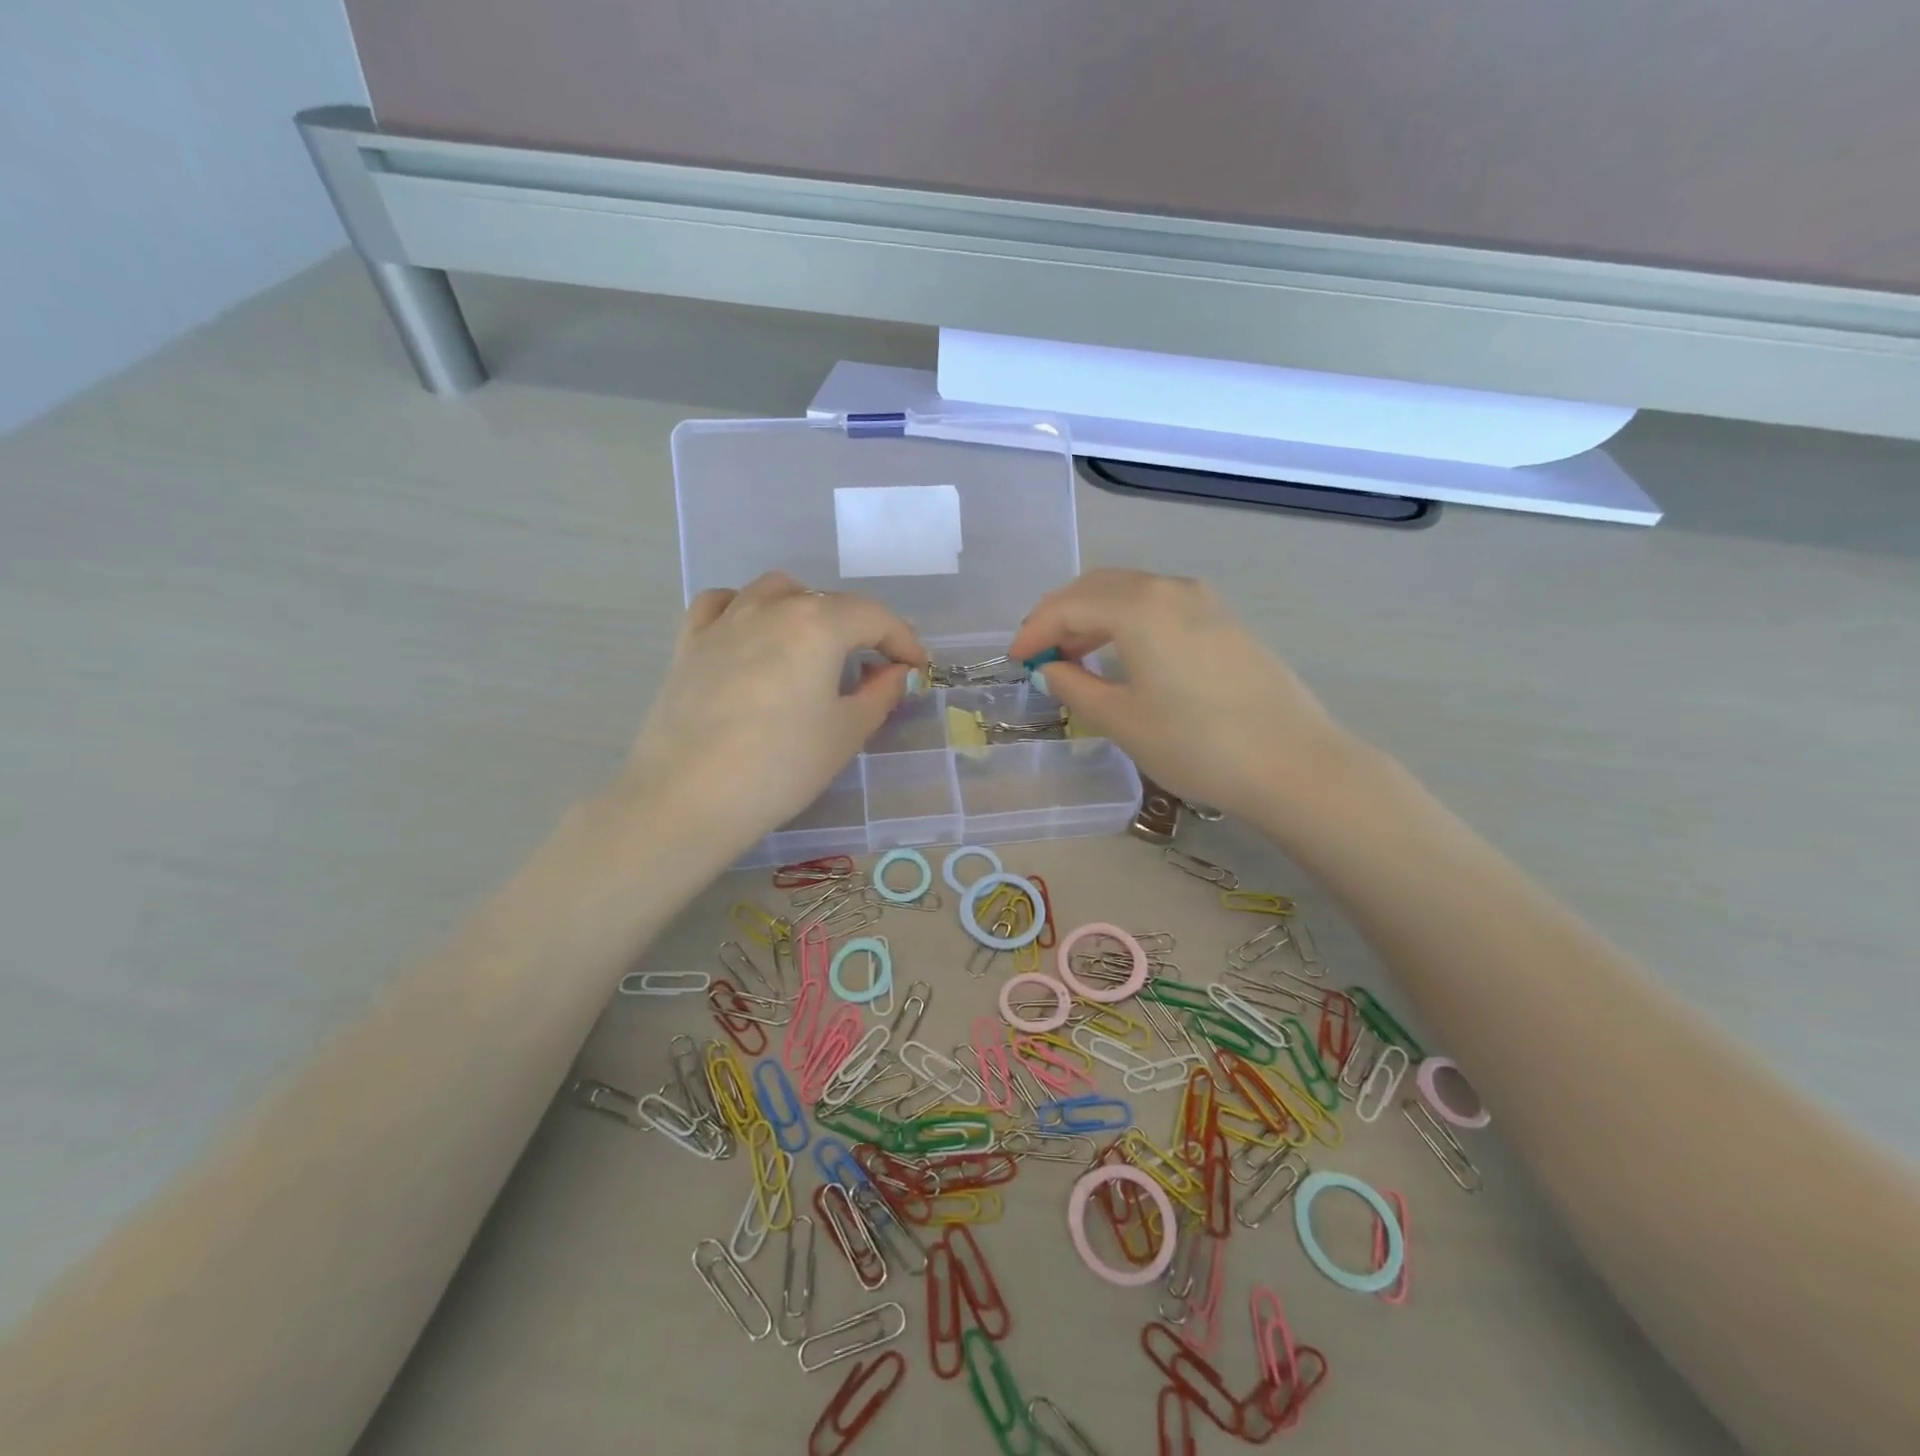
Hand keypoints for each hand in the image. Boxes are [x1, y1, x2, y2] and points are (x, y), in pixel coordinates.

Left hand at [619, 573, 923, 861]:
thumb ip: (880, 694)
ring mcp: (725, 620)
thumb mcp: (846, 733)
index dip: (904, 640)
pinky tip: (752, 632)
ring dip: (806, 608)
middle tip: (875, 666)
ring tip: (815, 644)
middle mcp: (772, 607)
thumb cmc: (781, 766)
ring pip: (775, 591)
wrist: (689, 797)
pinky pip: (722, 603)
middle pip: (828, 602)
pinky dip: (746, 608)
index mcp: (818, 624)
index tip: (917, 667)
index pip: (875, 617)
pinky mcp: (689, 642)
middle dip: (860, 628)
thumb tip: (896, 672)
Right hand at [1007, 569, 1353, 821]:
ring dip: (1095, 616)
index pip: (1068, 606)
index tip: (1015, 660)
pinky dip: (1128, 620)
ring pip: (1132, 592)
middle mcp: (1170, 588)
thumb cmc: (1196, 745)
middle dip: (1061, 615)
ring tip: (1075, 655)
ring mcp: (1204, 601)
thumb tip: (1052, 669)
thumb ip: (1076, 686)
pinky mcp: (1225, 620)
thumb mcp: (1122, 720)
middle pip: (1099, 587)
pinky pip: (1160, 605)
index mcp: (1138, 607)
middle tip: (1039, 651)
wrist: (1293, 763)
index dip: (1035, 631)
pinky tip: (1124, 654)